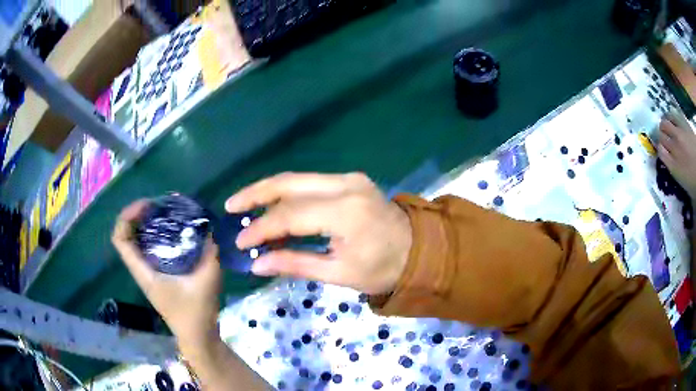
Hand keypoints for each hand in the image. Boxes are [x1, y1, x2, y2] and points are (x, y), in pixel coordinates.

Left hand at [112, 200, 221, 344]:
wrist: (197, 336)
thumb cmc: (196, 312)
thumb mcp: (207, 281)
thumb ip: (210, 253)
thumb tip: (209, 230)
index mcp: (144, 271)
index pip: (120, 239)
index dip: (127, 216)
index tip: (147, 206)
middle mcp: (141, 270)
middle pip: (125, 235)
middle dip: (136, 215)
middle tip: (156, 206)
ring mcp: (147, 273)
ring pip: (135, 241)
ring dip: (144, 224)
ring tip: (163, 214)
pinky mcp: (156, 275)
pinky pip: (147, 248)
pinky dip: (153, 235)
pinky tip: (172, 232)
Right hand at [225, 172, 412, 294]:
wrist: (418, 250)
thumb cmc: (382, 268)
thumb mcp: (339, 274)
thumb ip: (296, 264)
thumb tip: (256, 264)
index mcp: (346, 212)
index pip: (290, 215)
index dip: (261, 228)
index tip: (240, 243)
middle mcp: (345, 185)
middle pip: (289, 183)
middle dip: (255, 194)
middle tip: (231, 206)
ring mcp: (349, 178)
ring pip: (297, 178)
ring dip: (268, 191)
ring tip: (243, 205)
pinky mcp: (350, 179)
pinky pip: (310, 183)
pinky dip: (287, 194)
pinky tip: (272, 206)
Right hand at [659, 116, 695, 199]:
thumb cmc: (694, 180)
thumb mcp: (683, 181)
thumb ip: (674, 168)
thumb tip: (668, 158)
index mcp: (673, 166)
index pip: (660, 151)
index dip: (660, 148)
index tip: (662, 150)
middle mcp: (674, 148)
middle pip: (661, 136)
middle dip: (661, 136)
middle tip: (663, 137)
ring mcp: (679, 134)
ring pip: (665, 123)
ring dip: (664, 124)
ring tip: (667, 125)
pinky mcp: (683, 124)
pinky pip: (674, 115)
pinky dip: (671, 116)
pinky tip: (672, 117)